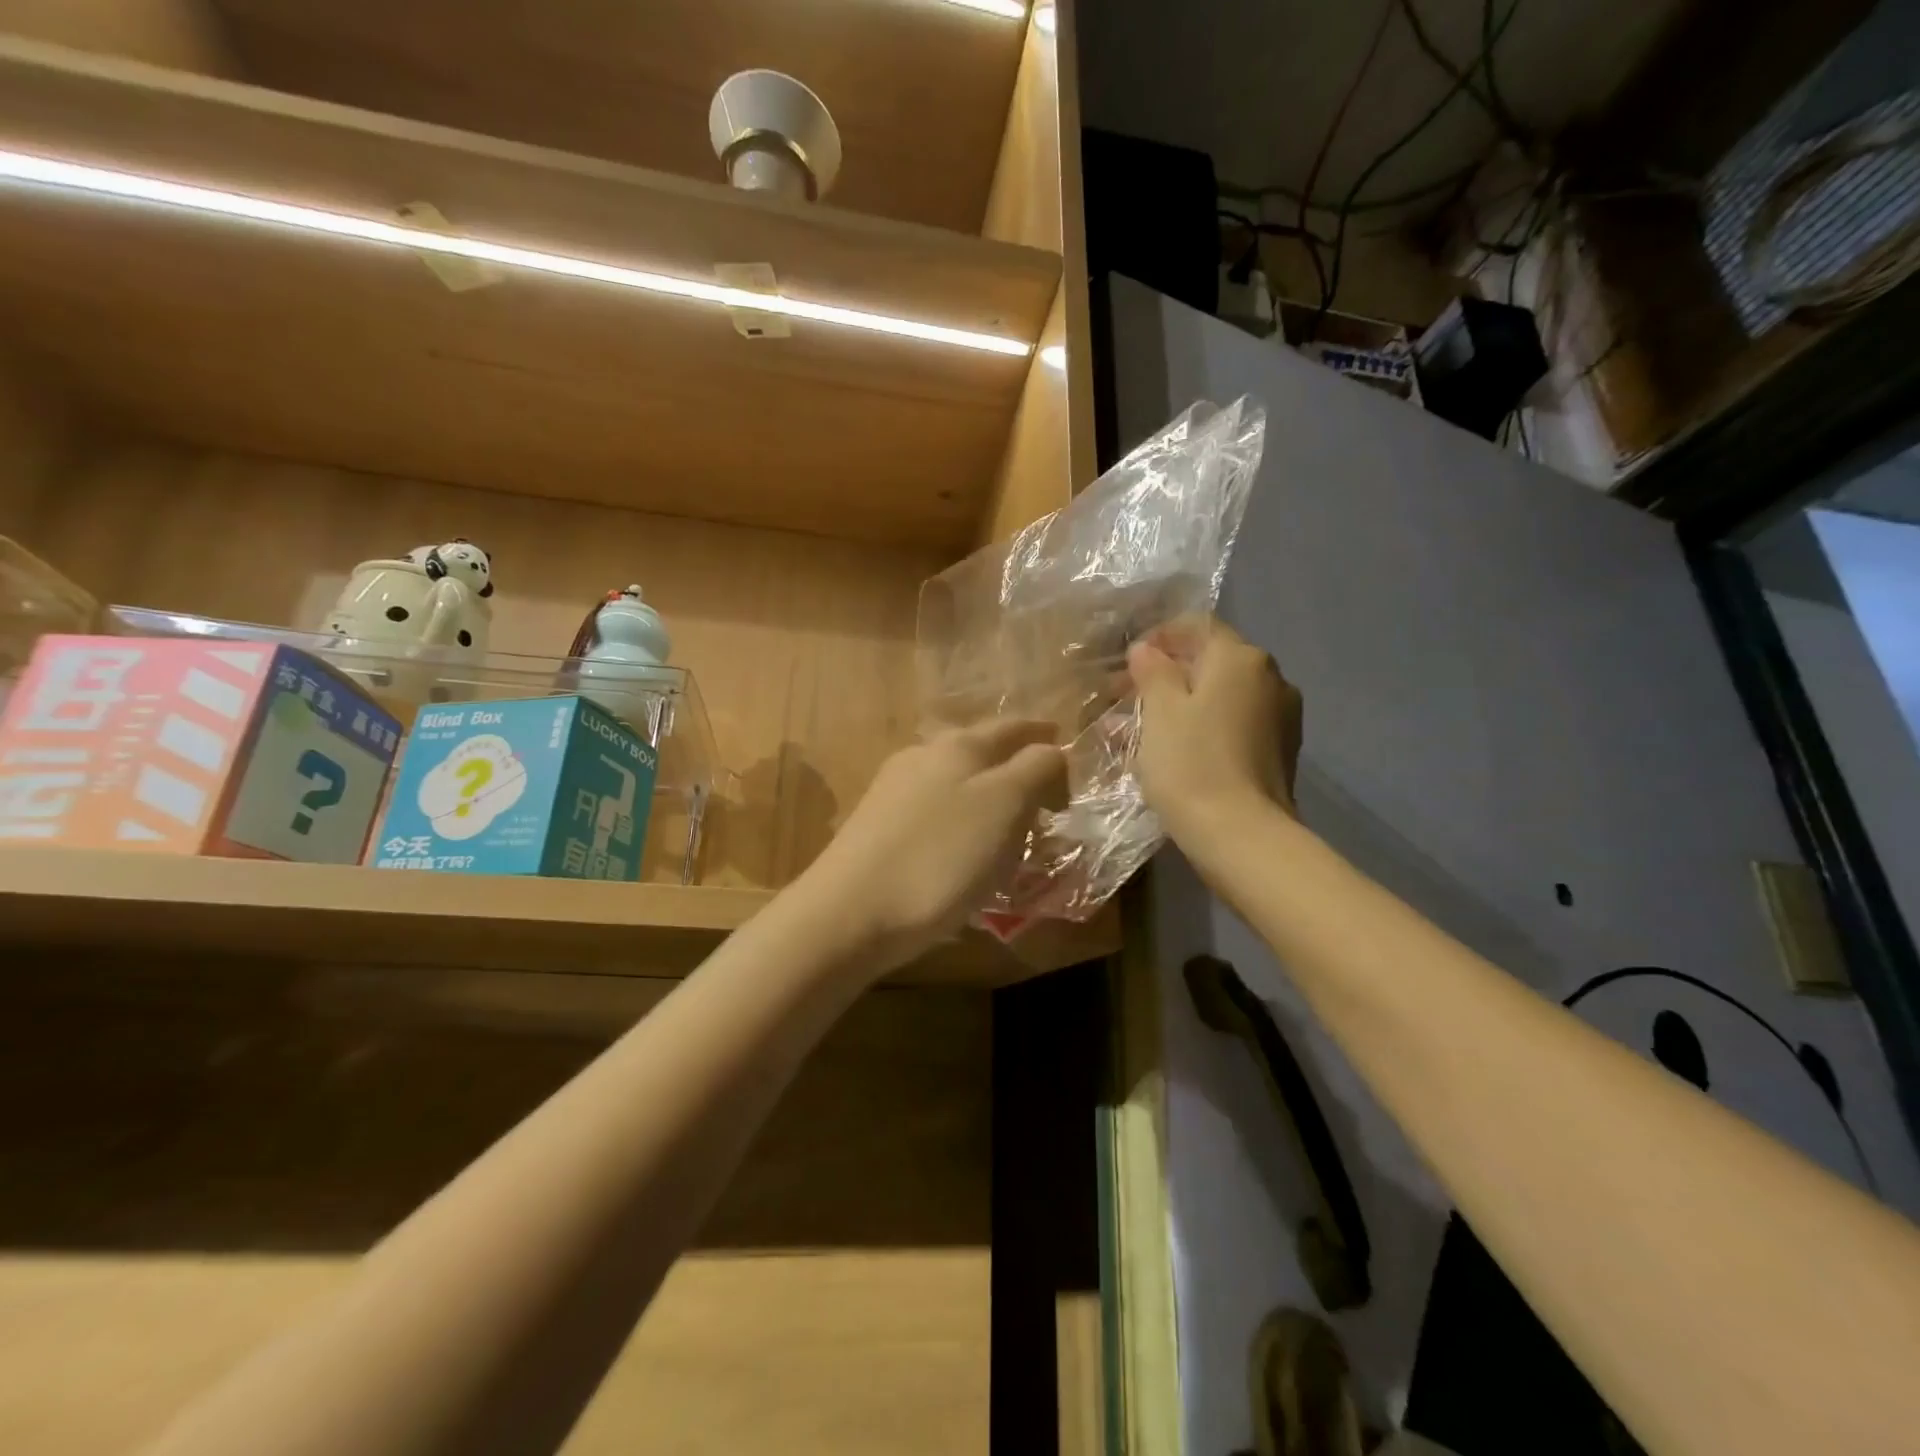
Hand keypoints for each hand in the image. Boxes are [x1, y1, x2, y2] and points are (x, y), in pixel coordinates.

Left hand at [804, 721, 1067, 969]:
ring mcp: (893, 792)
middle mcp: (922, 757)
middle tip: (1047, 799)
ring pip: (955, 784)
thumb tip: (1051, 751)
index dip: (1044, 737)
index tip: (1067, 751)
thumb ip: (1036, 768)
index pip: (1012, 727)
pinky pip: (935, 815)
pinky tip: (965, 852)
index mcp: (958, 745)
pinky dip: (962, 824)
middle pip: (980, 752)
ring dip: (988, 798)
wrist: (850, 913)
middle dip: (1015, 769)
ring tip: (1011, 830)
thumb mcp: (1004, 805)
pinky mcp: (876, 828)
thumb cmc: (940, 856)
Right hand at [1127, 618, 1302, 849]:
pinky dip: (1205, 726)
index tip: (1128, 662)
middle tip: (1127, 699)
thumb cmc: (1192, 764)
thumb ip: (1153, 671)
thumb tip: (1147, 650)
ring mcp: (1281, 715)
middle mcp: (1270, 677)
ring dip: (1183, 704)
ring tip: (1143, 730)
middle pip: (1211, 662)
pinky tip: (1177, 750)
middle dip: (1167, 675)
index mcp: (1241, 659)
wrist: (1242, 836)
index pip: (1198, 626)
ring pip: (1222, 696)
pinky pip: (1235, 723)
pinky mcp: (1281, 750)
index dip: (1160, 637)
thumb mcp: (1160, 711)